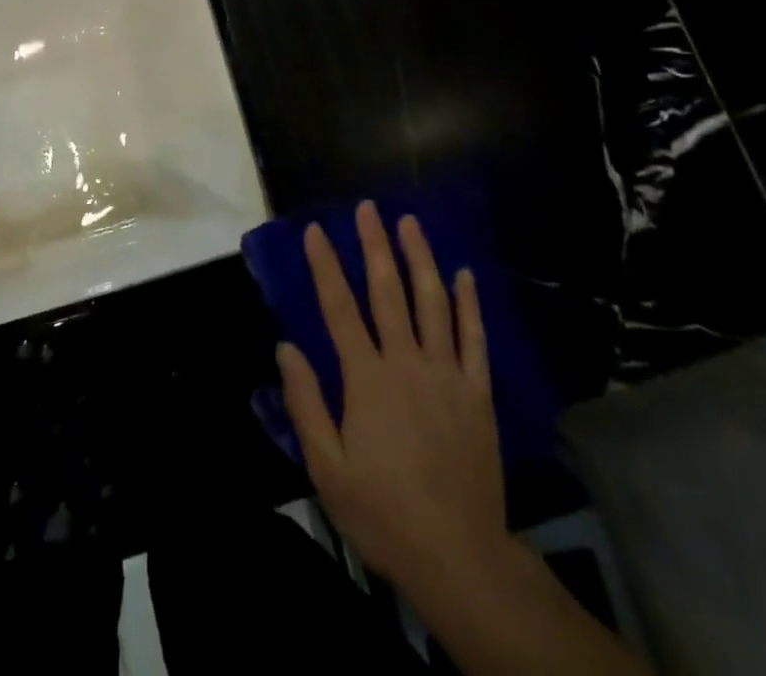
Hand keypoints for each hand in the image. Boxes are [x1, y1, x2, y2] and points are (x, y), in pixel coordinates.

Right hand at [278, 202, 509, 600]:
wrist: (458, 556)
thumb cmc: (382, 512)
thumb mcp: (326, 468)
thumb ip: (306, 403)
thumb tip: (287, 347)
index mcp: (367, 379)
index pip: (340, 308)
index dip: (325, 266)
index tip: (315, 230)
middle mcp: (407, 363)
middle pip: (388, 291)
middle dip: (375, 245)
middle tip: (368, 208)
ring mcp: (447, 374)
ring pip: (433, 303)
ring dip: (421, 258)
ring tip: (411, 222)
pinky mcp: (478, 393)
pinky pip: (474, 338)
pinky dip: (470, 304)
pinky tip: (465, 274)